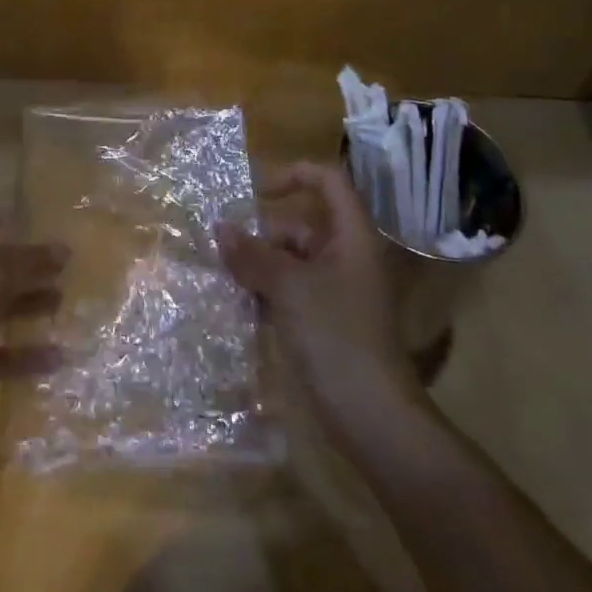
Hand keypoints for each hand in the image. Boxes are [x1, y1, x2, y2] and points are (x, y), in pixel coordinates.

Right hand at [215, 161, 425, 440]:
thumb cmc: (335, 335)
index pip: (327, 180)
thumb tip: (220, 228)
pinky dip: (267, 292)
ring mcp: (337, 290)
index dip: (292, 174)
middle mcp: (346, 256)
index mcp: (350, 236)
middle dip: (262, 235)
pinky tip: (240, 304)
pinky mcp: (326, 320)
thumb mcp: (288, 287)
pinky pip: (291, 290)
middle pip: (300, 224)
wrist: (371, 416)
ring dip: (259, 266)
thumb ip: (252, 254)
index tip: (255, 193)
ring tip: (225, 277)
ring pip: (291, 260)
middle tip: (224, 250)